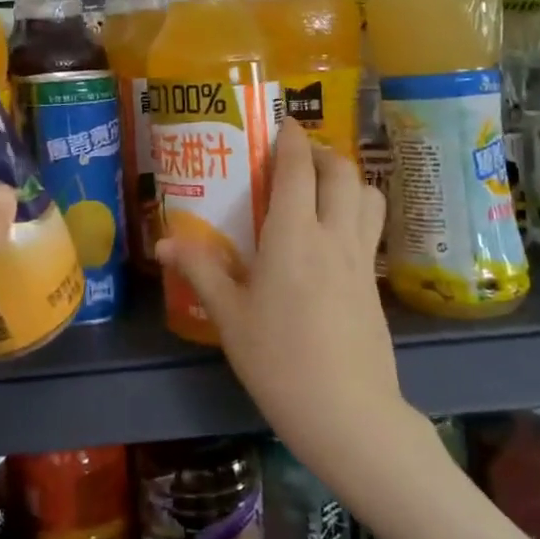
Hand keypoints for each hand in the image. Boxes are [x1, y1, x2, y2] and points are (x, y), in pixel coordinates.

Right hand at [157, 120, 404, 482]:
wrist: (350, 415)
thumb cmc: (279, 361)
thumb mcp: (229, 317)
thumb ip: (200, 270)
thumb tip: (164, 240)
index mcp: (293, 236)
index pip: (297, 169)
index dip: (291, 139)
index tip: (282, 123)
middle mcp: (332, 236)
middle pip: (342, 173)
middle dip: (322, 152)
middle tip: (298, 156)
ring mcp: (360, 260)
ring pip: (369, 196)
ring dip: (349, 179)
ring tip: (322, 187)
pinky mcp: (374, 285)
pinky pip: (371, 229)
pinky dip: (358, 211)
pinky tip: (334, 236)